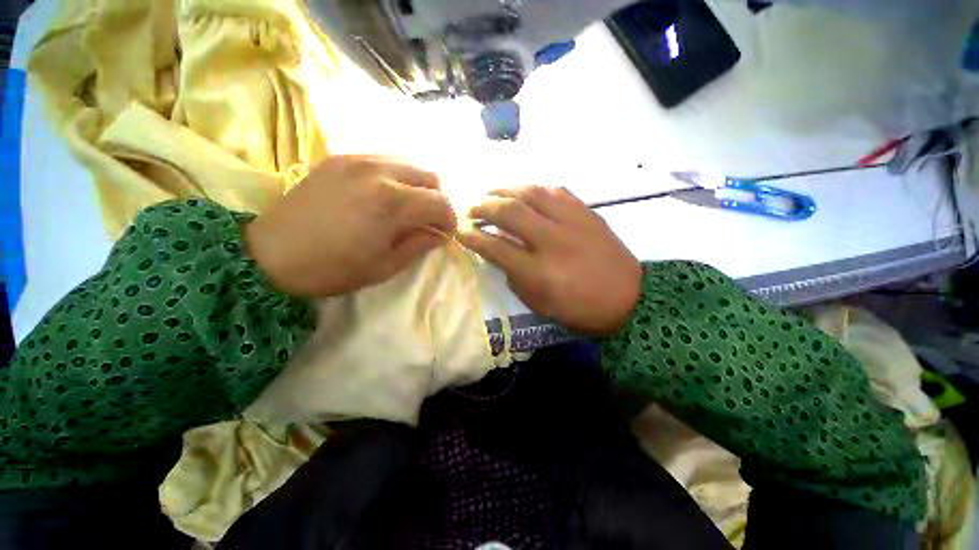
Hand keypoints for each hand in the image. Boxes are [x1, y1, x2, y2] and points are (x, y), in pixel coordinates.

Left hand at [245, 155, 456, 296]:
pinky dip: (395, 177)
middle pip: (429, 177)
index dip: (449, 220)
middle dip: (436, 201)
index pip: (440, 203)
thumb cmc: (333, 269)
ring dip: (417, 187)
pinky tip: (383, 195)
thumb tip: (439, 235)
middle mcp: (379, 172)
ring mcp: (357, 160)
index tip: (445, 234)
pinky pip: (383, 160)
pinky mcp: (340, 158)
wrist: (270, 255)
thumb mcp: (385, 266)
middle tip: (427, 221)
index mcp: (392, 203)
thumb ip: (419, 245)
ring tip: (407, 208)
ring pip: (408, 164)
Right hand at [459, 186, 641, 334]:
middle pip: (510, 213)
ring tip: (492, 192)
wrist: (630, 298)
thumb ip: (515, 277)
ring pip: (532, 194)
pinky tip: (525, 191)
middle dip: (484, 207)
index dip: (473, 237)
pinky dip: (535, 188)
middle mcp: (551, 241)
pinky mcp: (586, 213)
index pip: (495, 247)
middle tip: (471, 208)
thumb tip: (499, 253)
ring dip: (506, 189)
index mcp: (538, 272)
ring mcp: (571, 223)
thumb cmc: (581, 309)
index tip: (460, 231)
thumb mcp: (540, 304)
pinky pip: (556, 191)